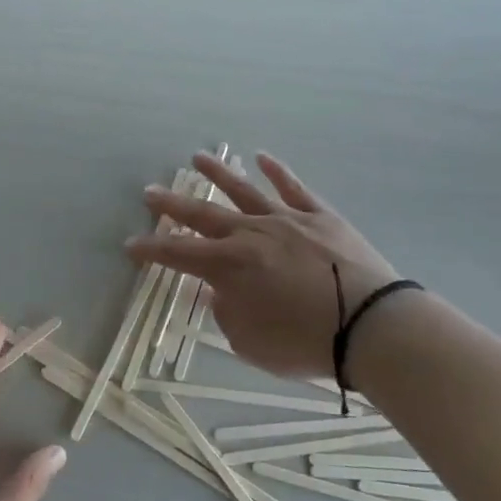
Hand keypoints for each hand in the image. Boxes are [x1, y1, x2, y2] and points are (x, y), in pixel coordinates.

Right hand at [125, 153, 402, 382]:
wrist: (370, 325)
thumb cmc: (305, 342)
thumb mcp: (251, 342)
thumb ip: (226, 313)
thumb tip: (219, 292)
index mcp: (230, 266)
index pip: (179, 255)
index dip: (152, 250)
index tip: (131, 244)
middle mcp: (251, 234)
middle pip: (203, 214)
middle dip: (173, 204)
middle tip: (150, 192)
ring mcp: (287, 220)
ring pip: (244, 191)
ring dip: (219, 173)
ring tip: (197, 158)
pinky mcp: (320, 216)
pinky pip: (294, 188)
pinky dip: (277, 171)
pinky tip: (262, 157)